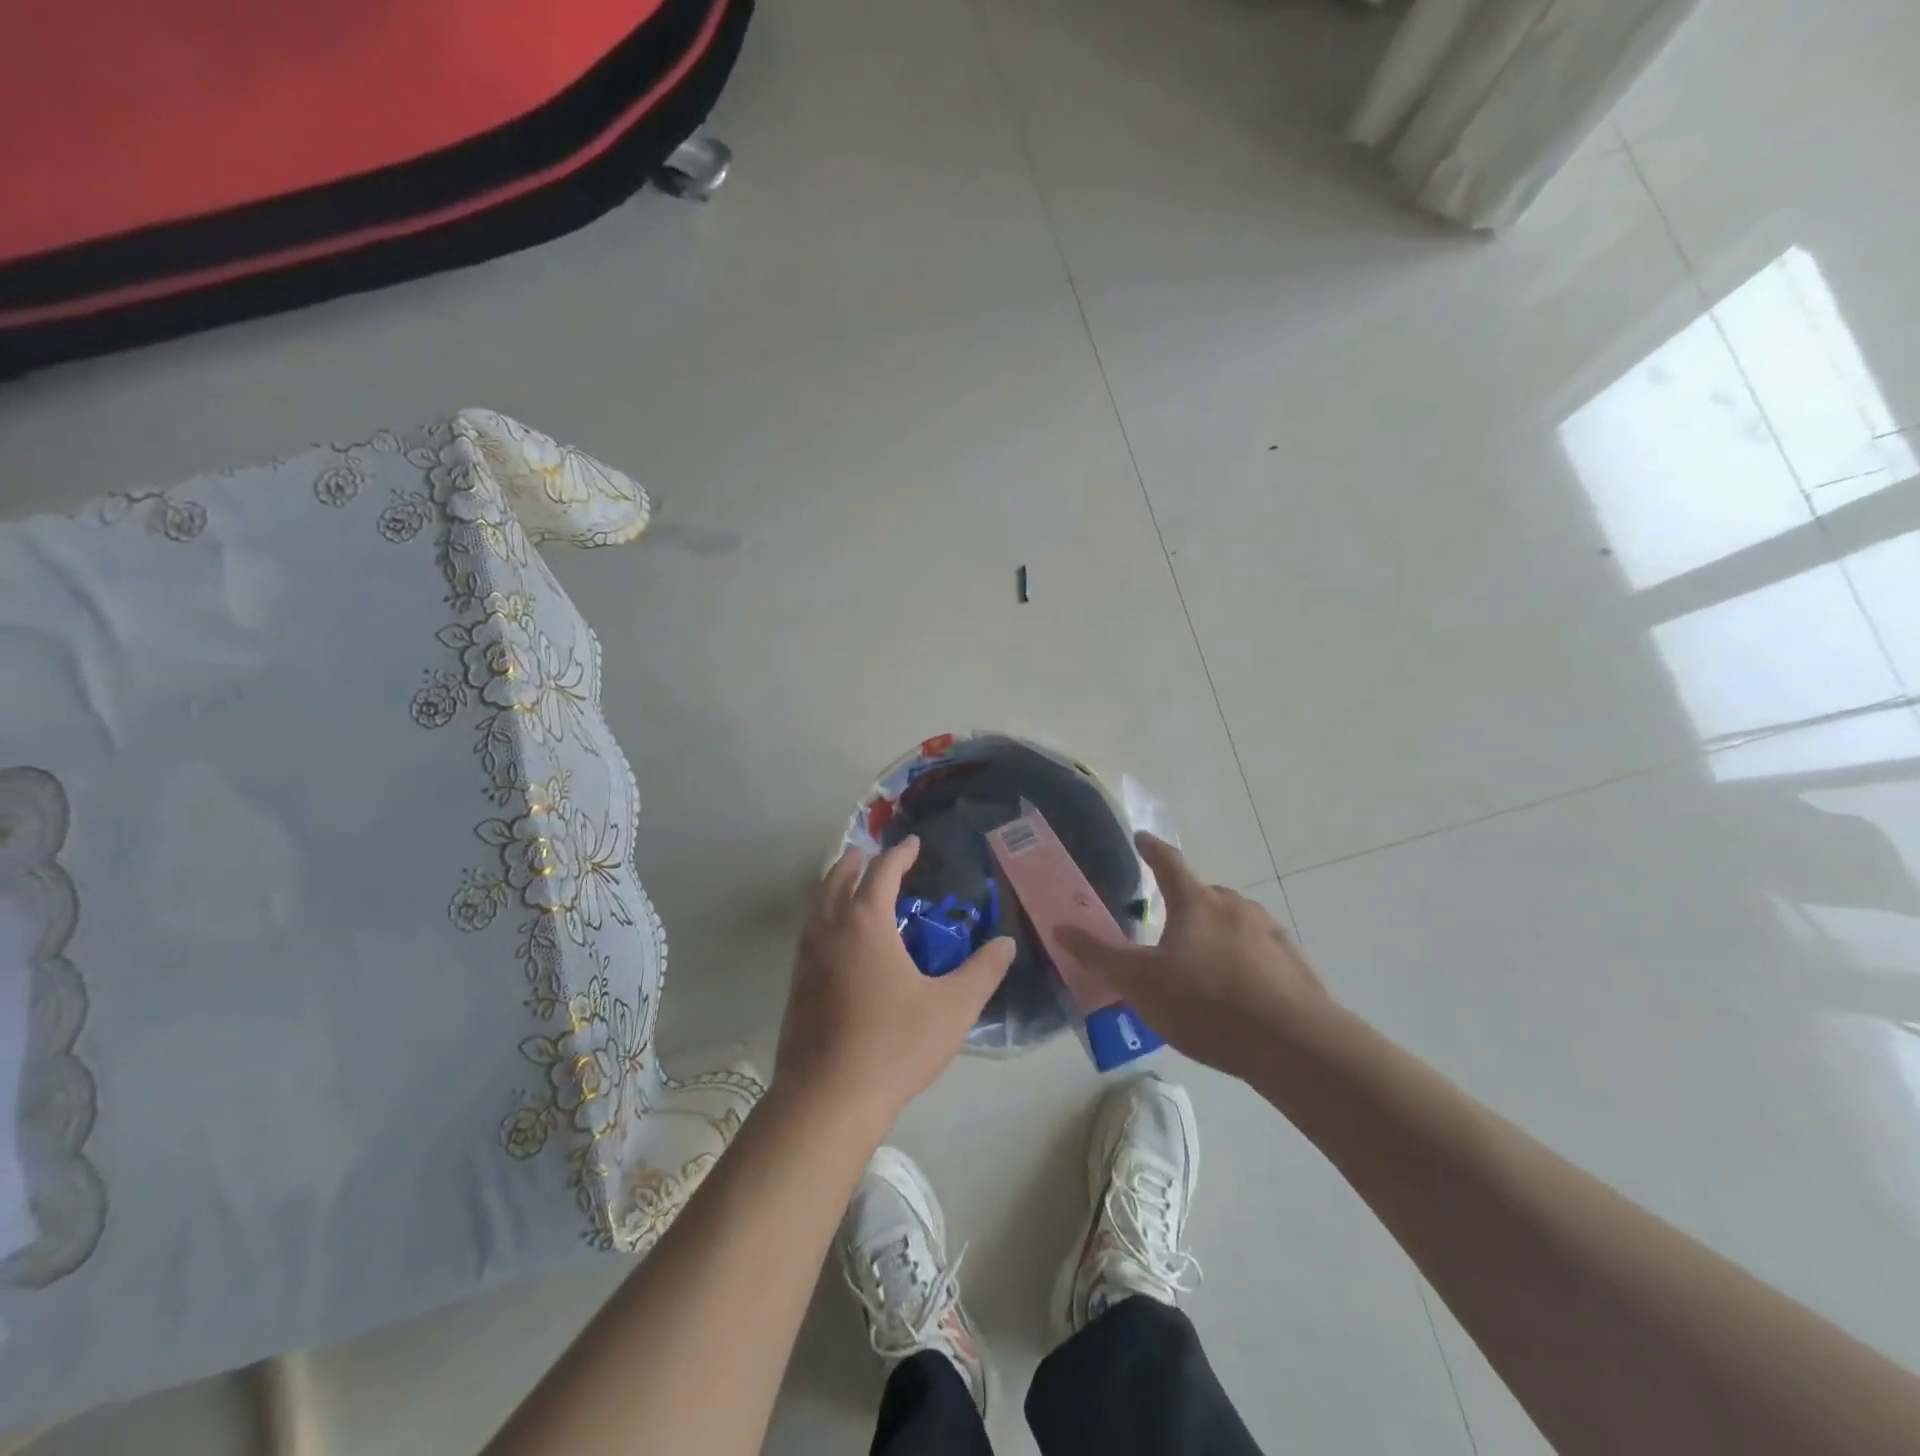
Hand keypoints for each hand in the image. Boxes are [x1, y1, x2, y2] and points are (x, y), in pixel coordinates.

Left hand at [774, 836, 1014, 1129]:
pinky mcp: (796, 985)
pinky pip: (811, 932)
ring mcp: (807, 957)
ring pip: (818, 905)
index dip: (899, 854)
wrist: (827, 1098)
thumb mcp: (953, 1008)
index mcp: (866, 923)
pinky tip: (841, 943)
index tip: (912, 844)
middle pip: (838, 879)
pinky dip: (825, 917)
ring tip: (854, 889)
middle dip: (857, 862)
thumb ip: (983, 972)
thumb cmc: (894, 1044)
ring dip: (836, 887)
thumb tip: (1005, 944)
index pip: (882, 872)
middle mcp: (830, 929)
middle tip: (873, 855)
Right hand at [1059, 832, 1332, 1082]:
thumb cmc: (1206, 1005)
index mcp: (1196, 903)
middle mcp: (1235, 907)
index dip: (1151, 848)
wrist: (1294, 1045)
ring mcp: (1270, 932)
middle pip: (1203, 895)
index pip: (1168, 862)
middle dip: (1185, 905)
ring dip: (1217, 935)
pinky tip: (1241, 995)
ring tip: (1204, 970)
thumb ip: (1100, 955)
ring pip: (1234, 923)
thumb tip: (1060, 927)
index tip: (1141, 837)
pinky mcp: (1295, 963)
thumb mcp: (1141, 983)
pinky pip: (1261, 952)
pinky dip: (1246, 962)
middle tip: (1170, 930)